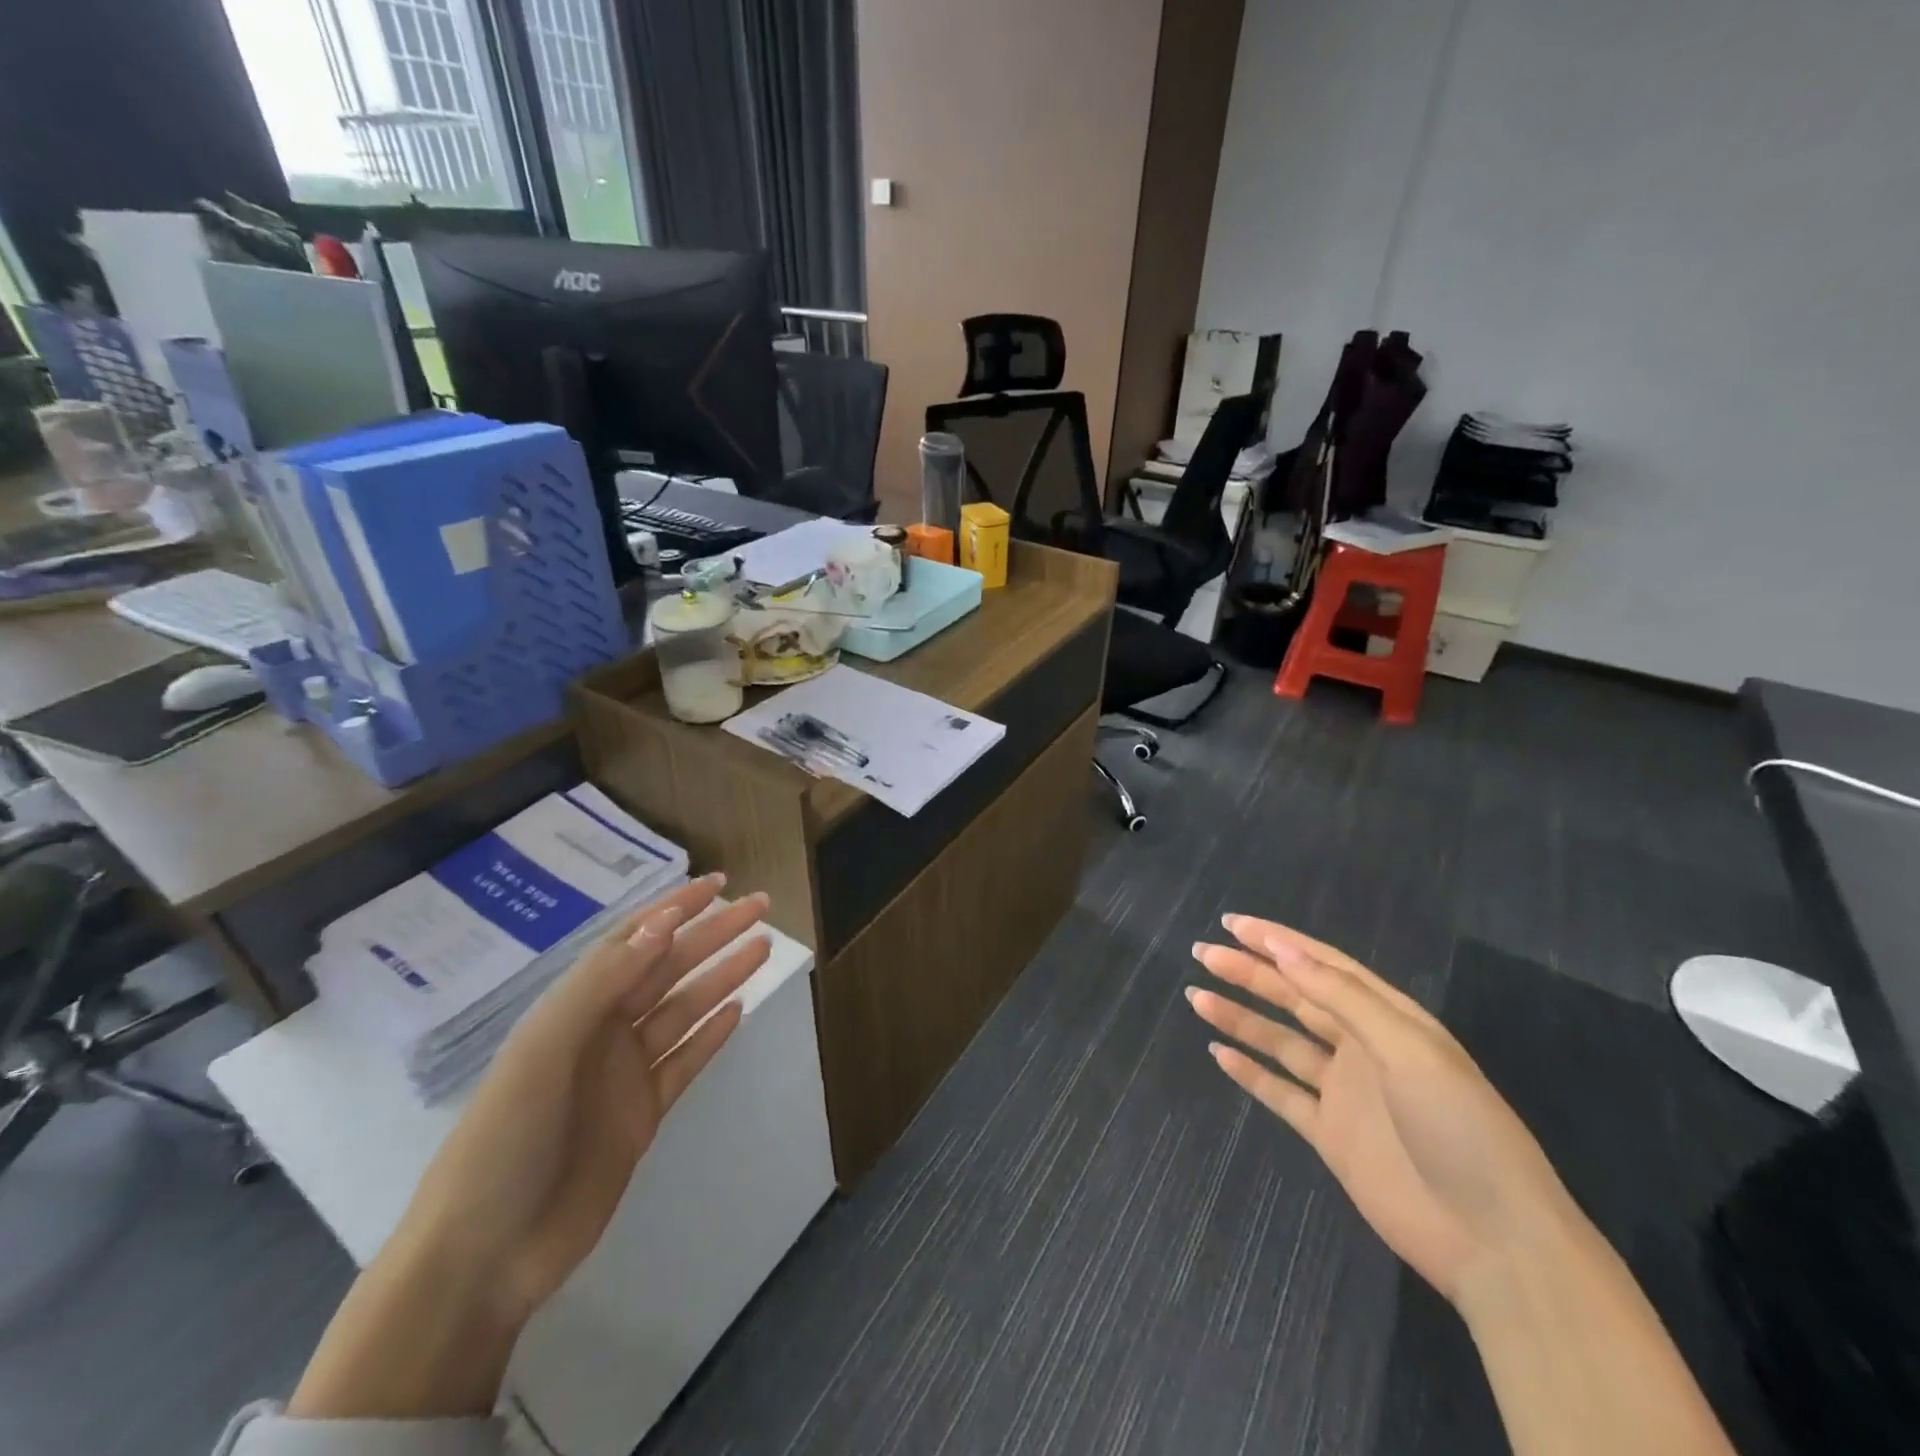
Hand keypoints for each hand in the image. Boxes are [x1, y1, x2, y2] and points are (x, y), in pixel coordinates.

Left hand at [409, 874, 771, 1316]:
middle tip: (761, 906)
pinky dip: (711, 1035)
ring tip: (763, 947)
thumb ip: (603, 983)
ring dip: (722, 976)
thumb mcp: (545, 1050)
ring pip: (684, 1009)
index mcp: (575, 1008)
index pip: (634, 940)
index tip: (719, 883)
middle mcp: (603, 1030)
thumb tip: (663, 923)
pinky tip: (738, 1010)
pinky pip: (685, 1061)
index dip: (676, 908)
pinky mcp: (642, 1114)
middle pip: (669, 968)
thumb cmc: (505, 1141)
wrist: (485, 1256)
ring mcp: (624, 1073)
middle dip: (714, 934)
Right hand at [1187, 915, 1578, 1305]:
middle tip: (1202, 953)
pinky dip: (1251, 1073)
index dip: (1277, 941)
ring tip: (1197, 996)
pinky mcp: (1331, 1135)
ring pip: (1281, 1041)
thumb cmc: (1459, 1128)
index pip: (1323, 965)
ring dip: (1240, 1018)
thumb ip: (1342, 998)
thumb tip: (1282, 949)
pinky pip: (1281, 1093)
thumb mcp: (1408, 1050)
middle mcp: (1363, 1048)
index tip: (1232, 924)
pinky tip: (1219, 1054)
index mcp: (1388, 1019)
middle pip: (1295, 998)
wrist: (1494, 1242)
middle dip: (1249, 972)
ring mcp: (1345, 1092)